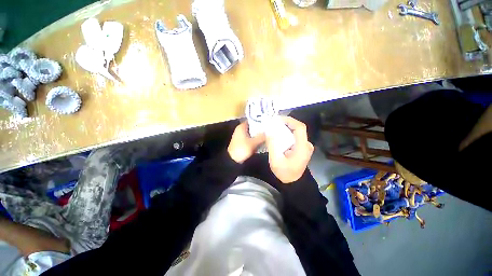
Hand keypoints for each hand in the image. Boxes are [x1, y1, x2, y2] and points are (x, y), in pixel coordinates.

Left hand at [228, 121, 265, 163]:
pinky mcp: (242, 142)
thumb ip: (261, 136)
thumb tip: (269, 132)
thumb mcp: (253, 143)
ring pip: (252, 133)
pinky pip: (251, 138)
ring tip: (268, 135)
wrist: (233, 160)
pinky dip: (256, 139)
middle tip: (270, 129)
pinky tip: (262, 141)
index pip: (252, 120)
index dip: (260, 120)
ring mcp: (241, 136)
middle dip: (260, 128)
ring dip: (258, 134)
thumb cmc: (242, 149)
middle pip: (253, 126)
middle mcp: (241, 129)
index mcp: (242, 127)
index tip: (268, 122)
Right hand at [266, 116, 313, 183]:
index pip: (300, 127)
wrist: (293, 183)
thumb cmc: (284, 173)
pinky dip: (286, 134)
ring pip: (295, 132)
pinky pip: (294, 137)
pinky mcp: (302, 148)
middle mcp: (306, 145)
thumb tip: (269, 130)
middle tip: (273, 123)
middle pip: (297, 128)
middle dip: (285, 123)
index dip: (289, 120)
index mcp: (303, 147)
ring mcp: (305, 146)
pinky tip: (278, 135)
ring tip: (274, 127)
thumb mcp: (276, 160)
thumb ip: (272, 145)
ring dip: (285, 128)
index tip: (277, 119)